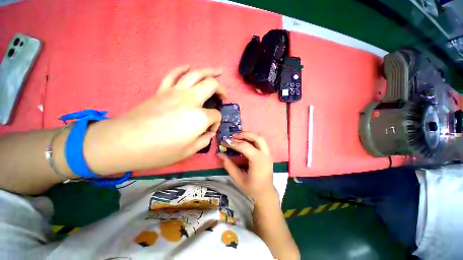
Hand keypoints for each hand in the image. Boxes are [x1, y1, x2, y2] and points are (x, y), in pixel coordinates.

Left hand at [83, 65, 225, 173]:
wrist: (126, 142)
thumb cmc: (160, 150)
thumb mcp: (189, 151)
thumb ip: (204, 140)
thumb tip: (209, 132)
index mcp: (199, 117)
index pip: (216, 115)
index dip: (216, 123)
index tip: (210, 131)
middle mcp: (190, 99)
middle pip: (211, 85)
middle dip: (221, 90)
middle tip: (223, 96)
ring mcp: (175, 92)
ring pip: (196, 74)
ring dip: (209, 72)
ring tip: (218, 72)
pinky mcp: (162, 90)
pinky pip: (174, 74)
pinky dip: (183, 69)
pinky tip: (189, 67)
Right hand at [217, 132, 275, 201]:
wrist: (266, 194)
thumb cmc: (252, 188)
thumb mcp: (238, 178)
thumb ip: (229, 165)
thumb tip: (220, 154)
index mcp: (258, 161)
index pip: (245, 147)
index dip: (233, 143)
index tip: (224, 142)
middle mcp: (265, 155)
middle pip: (257, 138)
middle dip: (245, 134)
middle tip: (233, 136)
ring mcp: (268, 154)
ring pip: (260, 138)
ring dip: (249, 135)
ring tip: (238, 136)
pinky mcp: (268, 155)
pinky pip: (261, 143)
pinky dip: (253, 139)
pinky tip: (245, 141)